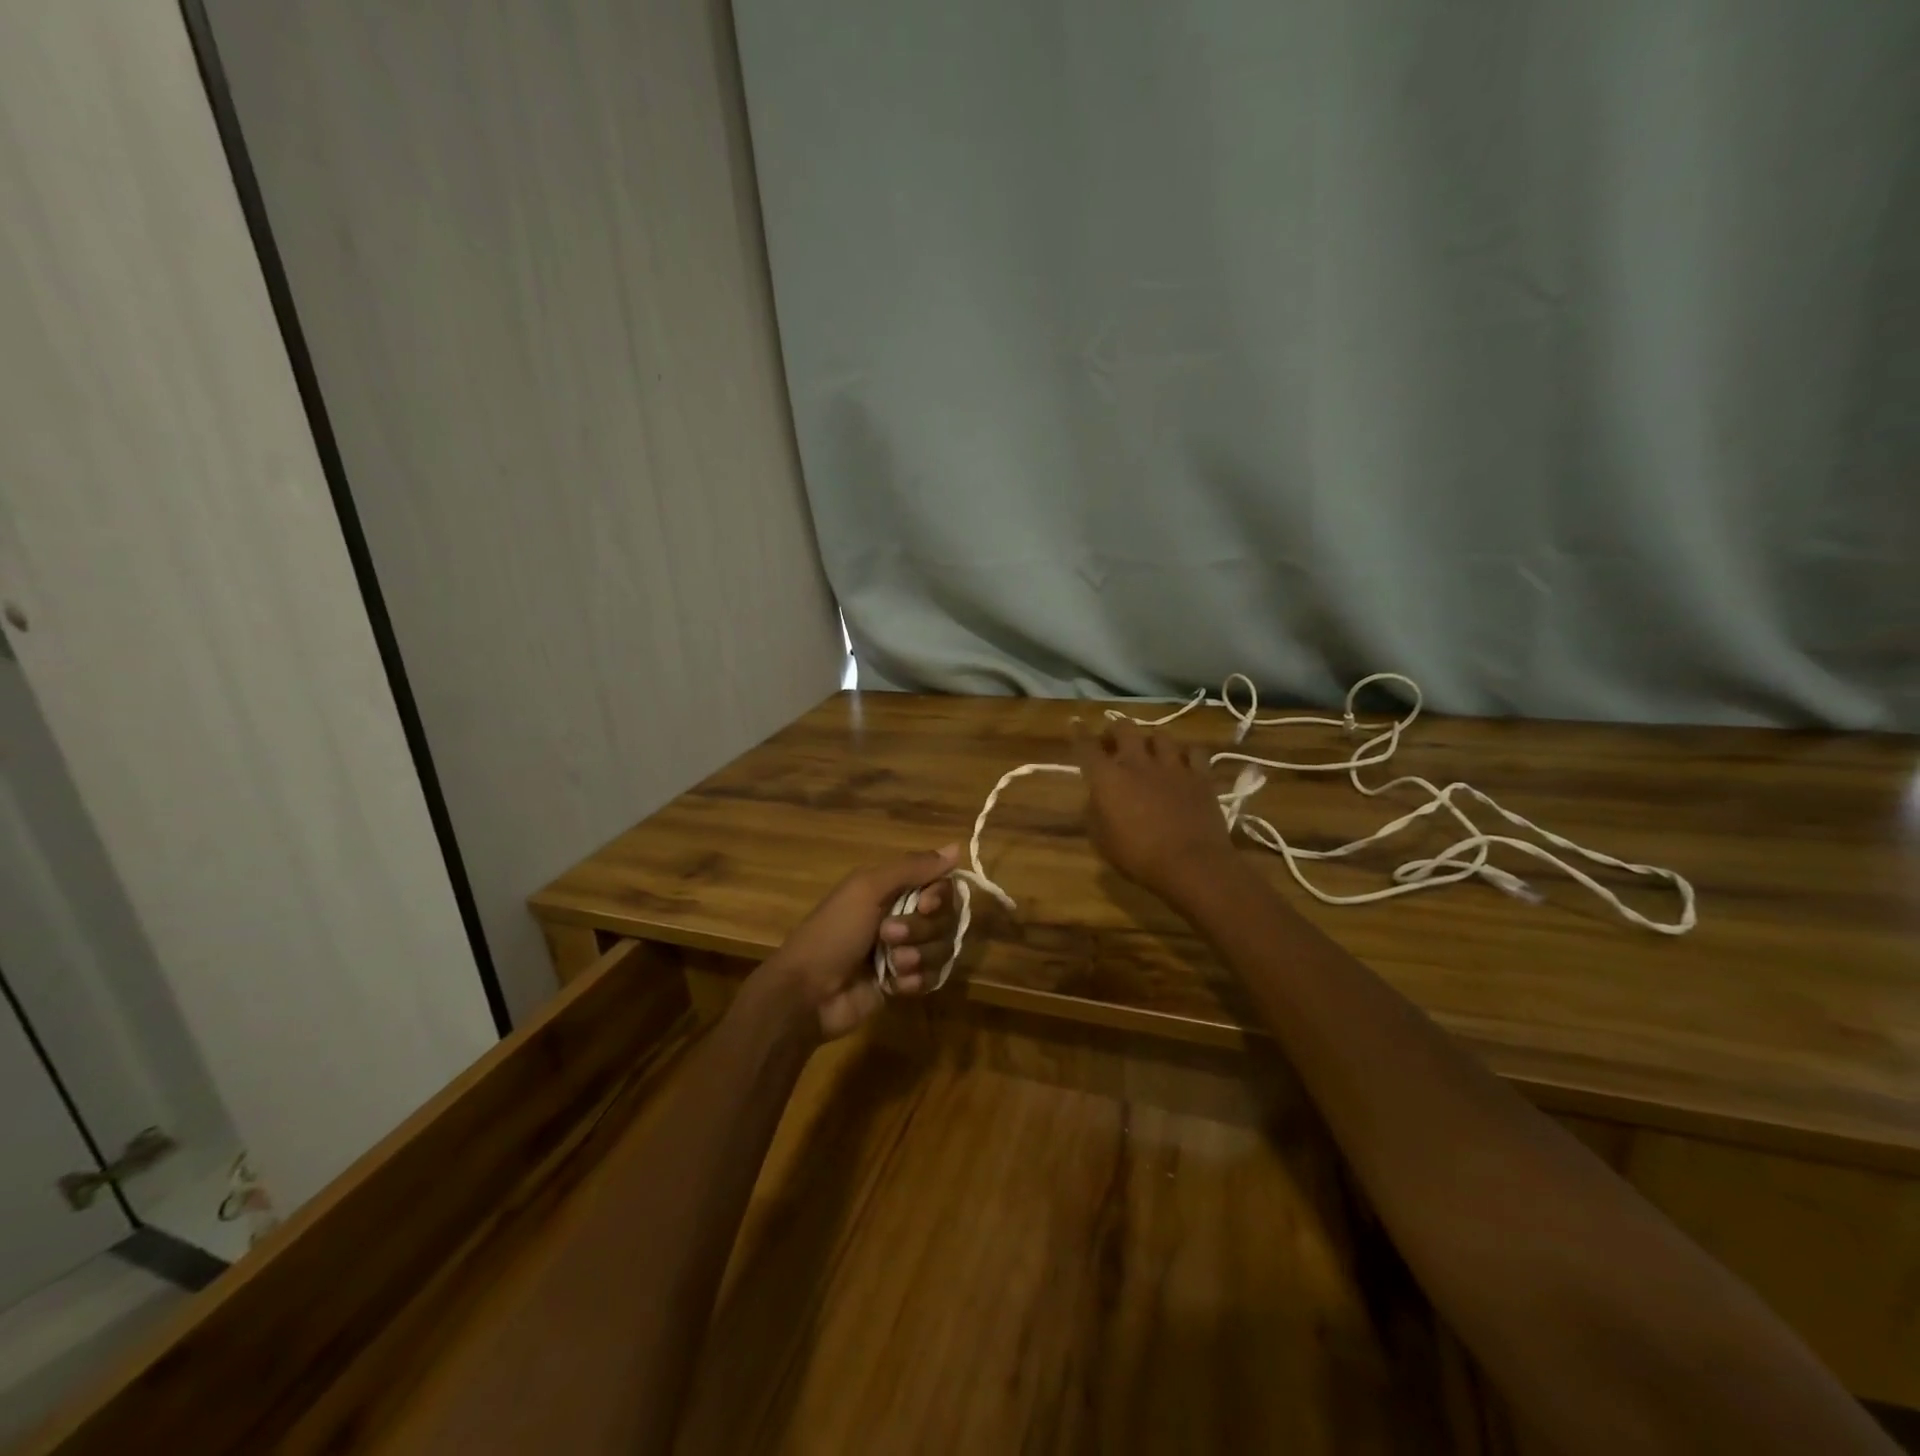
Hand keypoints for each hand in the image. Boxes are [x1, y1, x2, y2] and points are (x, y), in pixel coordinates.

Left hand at [748, 845, 961, 1041]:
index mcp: (892, 889)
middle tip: (887, 936)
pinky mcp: (904, 983)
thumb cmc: (834, 933)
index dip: (939, 896)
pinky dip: (916, 980)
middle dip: (920, 929)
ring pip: (941, 948)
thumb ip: (912, 867)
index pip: (941, 884)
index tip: (924, 904)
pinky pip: (933, 977)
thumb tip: (956, 847)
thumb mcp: (868, 889)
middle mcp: (903, 915)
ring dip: (917, 956)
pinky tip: (895, 985)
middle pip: (945, 918)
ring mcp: (904, 951)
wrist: (808, 993)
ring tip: (892, 966)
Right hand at [1071, 720, 1236, 903]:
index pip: (1087, 746)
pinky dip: (1186, 753)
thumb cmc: (1139, 857)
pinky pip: (1194, 752)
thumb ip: (1095, 813)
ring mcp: (1172, 766)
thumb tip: (1096, 798)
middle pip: (1124, 729)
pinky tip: (1183, 761)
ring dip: (1150, 739)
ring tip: (1150, 749)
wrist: (1191, 864)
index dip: (1079, 732)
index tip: (1076, 723)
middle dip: (1115, 729)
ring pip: (1160, 735)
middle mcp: (1138, 763)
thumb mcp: (1102, 841)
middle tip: (1113, 740)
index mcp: (1108, 779)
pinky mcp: (1200, 776)